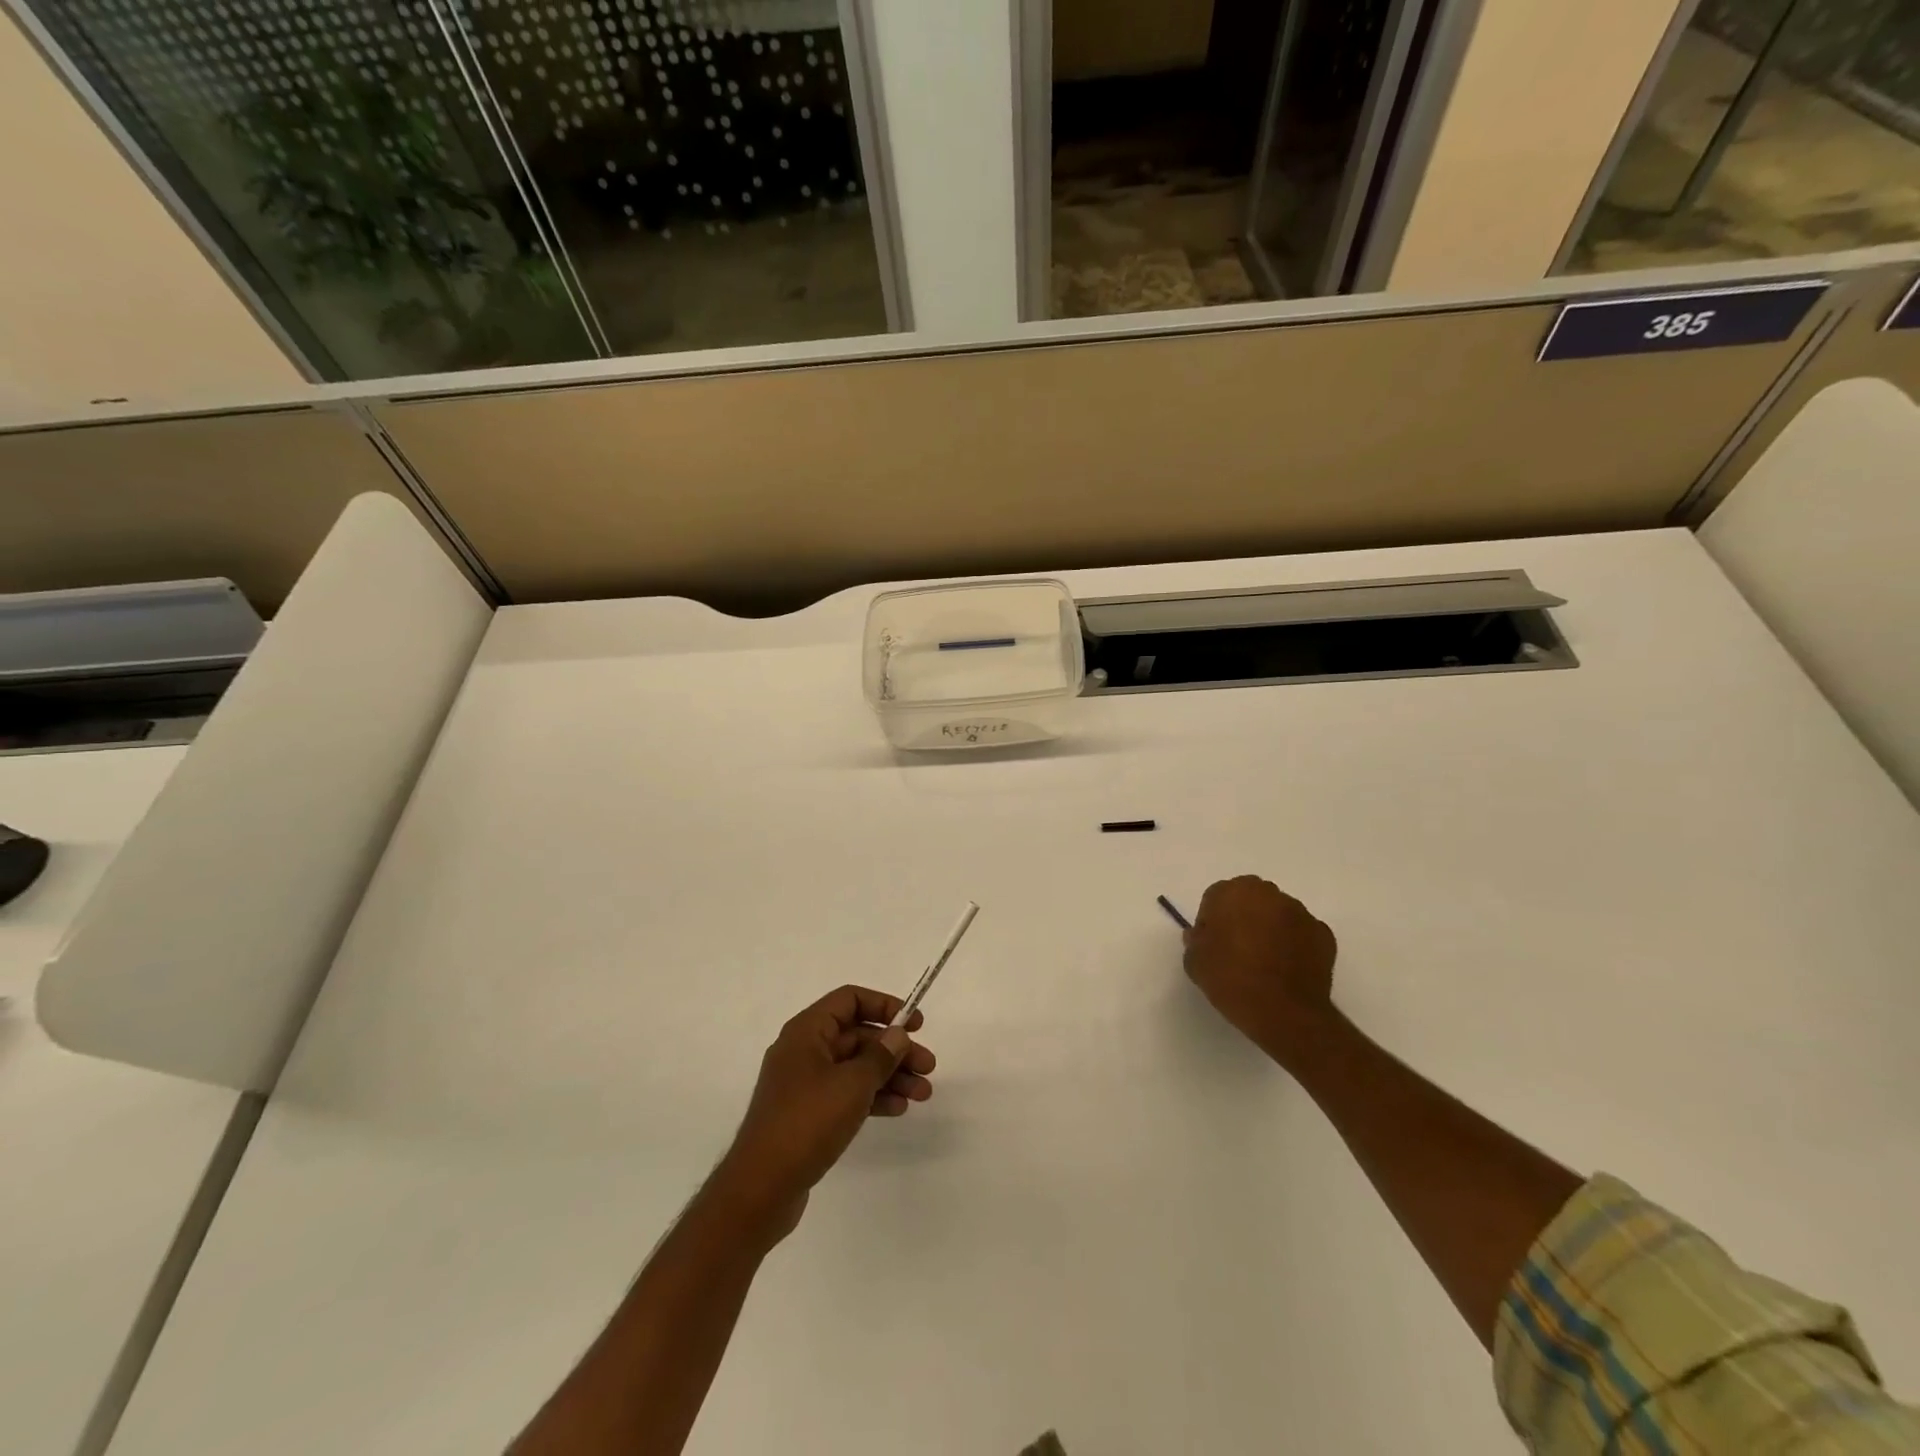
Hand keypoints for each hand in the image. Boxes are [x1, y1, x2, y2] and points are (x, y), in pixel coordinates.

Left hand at [713, 985, 936, 1244]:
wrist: (760, 1189)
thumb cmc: (806, 1123)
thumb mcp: (851, 1084)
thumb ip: (879, 1056)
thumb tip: (897, 1035)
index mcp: (807, 1031)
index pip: (850, 1000)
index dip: (884, 1006)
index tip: (915, 1024)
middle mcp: (804, 1050)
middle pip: (857, 1036)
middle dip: (894, 1049)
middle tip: (928, 1067)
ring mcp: (804, 1084)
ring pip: (855, 1067)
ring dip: (890, 1076)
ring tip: (922, 1094)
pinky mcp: (807, 1114)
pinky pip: (846, 1093)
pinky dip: (872, 1097)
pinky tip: (898, 1109)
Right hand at [1183, 876, 1336, 1063]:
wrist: (1285, 1013)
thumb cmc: (1232, 980)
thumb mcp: (1195, 963)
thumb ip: (1195, 941)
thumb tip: (1201, 935)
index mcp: (1233, 892)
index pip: (1216, 897)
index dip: (1212, 921)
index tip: (1212, 944)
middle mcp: (1269, 893)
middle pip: (1250, 899)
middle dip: (1243, 917)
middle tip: (1237, 949)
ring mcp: (1300, 912)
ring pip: (1278, 913)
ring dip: (1270, 928)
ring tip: (1265, 962)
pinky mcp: (1324, 934)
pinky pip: (1301, 933)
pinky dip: (1294, 944)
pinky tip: (1287, 969)